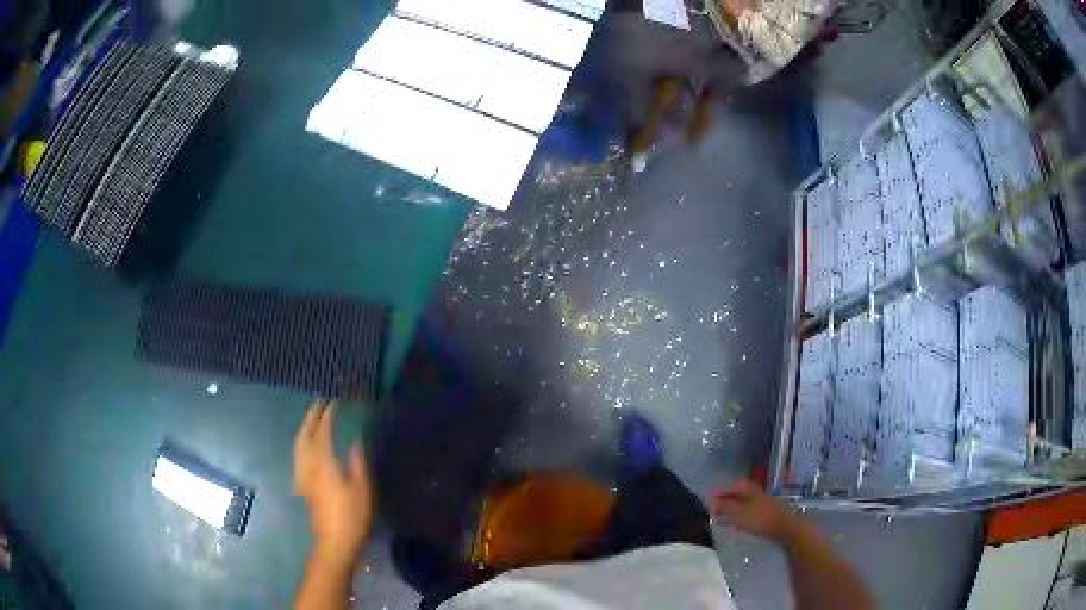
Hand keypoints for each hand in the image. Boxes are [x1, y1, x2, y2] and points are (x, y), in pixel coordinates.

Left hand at [294, 401, 372, 564]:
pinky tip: (307, 447)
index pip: (322, 432)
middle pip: (304, 436)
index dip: (327, 416)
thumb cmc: (352, 516)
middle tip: (319, 404)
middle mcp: (309, 466)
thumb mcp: (362, 490)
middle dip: (311, 418)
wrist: (334, 541)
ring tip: (312, 420)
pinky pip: (298, 456)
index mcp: (324, 463)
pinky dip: (302, 443)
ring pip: (298, 445)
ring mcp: (303, 476)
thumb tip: (355, 442)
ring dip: (304, 429)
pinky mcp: (303, 485)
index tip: (334, 403)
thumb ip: (358, 463)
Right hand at [712, 480, 800, 543]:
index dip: (720, 490)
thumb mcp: (739, 513)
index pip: (733, 485)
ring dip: (732, 509)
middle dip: (725, 500)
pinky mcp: (767, 515)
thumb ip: (724, 507)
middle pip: (738, 494)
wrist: (786, 528)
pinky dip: (739, 517)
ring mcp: (763, 504)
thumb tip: (709, 502)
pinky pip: (748, 513)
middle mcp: (757, 493)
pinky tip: (736, 525)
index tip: (708, 496)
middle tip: (712, 507)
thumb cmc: (761, 519)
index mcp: (750, 489)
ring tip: (720, 517)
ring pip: (743, 504)